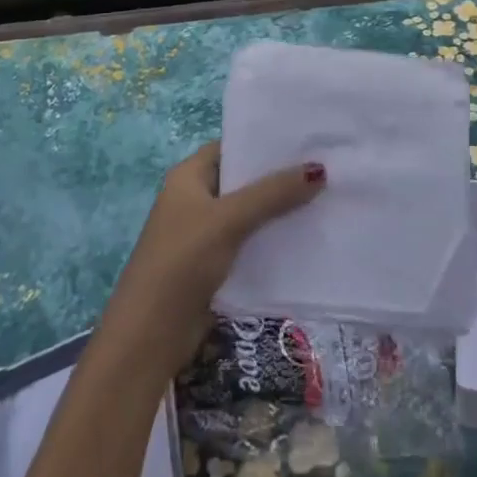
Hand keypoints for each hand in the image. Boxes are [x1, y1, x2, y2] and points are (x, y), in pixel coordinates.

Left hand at [101, 143, 324, 380]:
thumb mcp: (228, 220)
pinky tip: (306, 238)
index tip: (304, 141)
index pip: (230, 147)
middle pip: (242, 181)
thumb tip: (319, 168)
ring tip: (325, 199)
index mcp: (187, 177)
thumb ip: (272, 194)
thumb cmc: (182, 262)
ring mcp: (204, 235)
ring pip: (249, 214)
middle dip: (278, 178)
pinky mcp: (214, 266)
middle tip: (326, 169)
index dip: (263, 143)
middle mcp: (195, 200)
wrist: (150, 335)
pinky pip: (249, 244)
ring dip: (279, 211)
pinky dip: (272, 241)